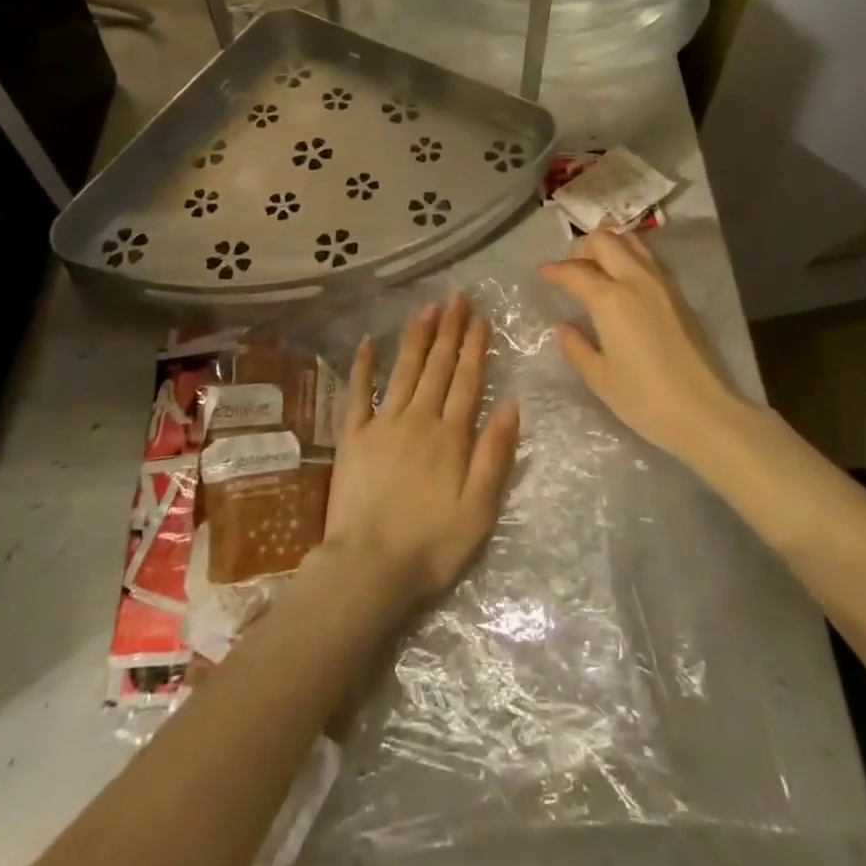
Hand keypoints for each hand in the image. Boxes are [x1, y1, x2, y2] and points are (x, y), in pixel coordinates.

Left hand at [322, 294, 520, 605]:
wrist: (368, 567)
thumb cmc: (432, 545)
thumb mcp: (480, 509)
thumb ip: (495, 454)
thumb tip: (512, 403)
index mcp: (450, 435)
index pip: (467, 380)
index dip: (475, 346)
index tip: (480, 317)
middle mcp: (418, 419)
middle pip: (438, 366)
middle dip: (449, 330)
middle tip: (456, 297)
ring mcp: (382, 424)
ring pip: (404, 370)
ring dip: (417, 337)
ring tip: (427, 308)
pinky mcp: (353, 436)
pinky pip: (357, 393)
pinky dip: (363, 365)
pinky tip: (368, 341)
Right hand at [539, 230, 742, 463]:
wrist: (705, 412)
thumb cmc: (645, 399)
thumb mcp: (600, 378)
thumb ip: (576, 347)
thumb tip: (562, 326)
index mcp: (610, 299)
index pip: (574, 271)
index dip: (554, 270)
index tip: (541, 273)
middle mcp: (635, 280)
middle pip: (605, 240)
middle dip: (582, 247)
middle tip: (571, 268)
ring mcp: (661, 283)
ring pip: (631, 241)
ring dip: (609, 245)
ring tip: (597, 266)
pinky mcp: (679, 294)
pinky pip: (648, 258)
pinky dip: (630, 255)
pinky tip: (623, 279)